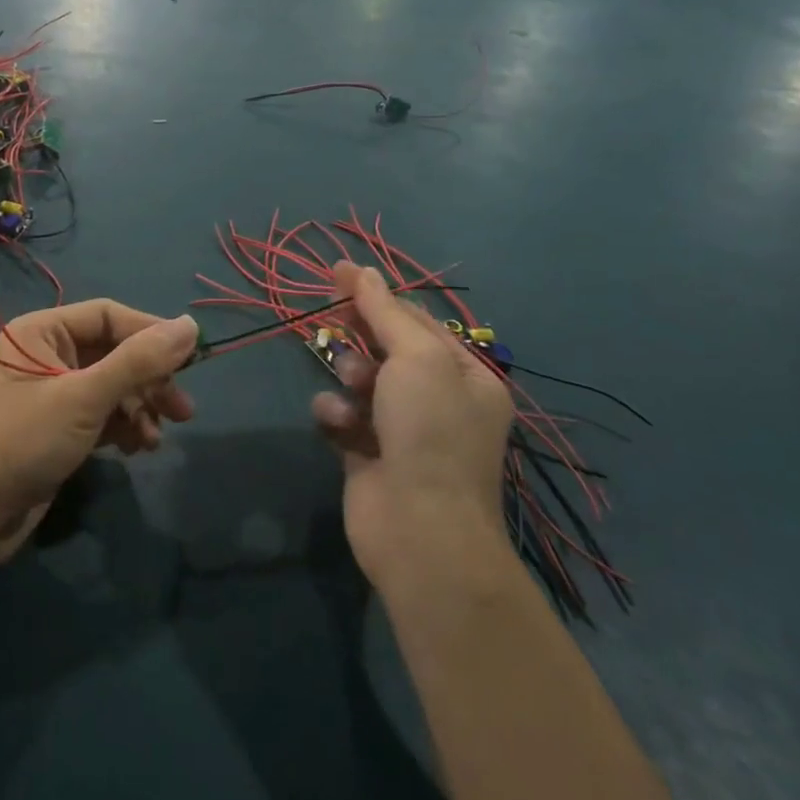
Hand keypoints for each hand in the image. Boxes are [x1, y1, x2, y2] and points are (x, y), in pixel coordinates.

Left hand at [0, 300, 197, 566]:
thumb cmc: (25, 442)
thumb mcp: (85, 397)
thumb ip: (139, 361)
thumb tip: (191, 326)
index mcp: (42, 331)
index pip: (108, 316)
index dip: (150, 333)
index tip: (191, 358)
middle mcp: (47, 354)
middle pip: (114, 352)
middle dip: (149, 380)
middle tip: (182, 410)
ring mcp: (53, 392)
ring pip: (112, 386)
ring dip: (140, 408)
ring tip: (157, 439)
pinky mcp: (59, 426)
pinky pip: (102, 413)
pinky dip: (124, 426)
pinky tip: (138, 448)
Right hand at [313, 264, 513, 585]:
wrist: (419, 530)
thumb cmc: (430, 432)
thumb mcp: (417, 358)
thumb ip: (384, 312)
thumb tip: (360, 269)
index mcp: (465, 375)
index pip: (417, 320)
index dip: (378, 295)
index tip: (339, 273)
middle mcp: (437, 399)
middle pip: (386, 347)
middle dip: (361, 336)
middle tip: (334, 318)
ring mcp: (401, 429)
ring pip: (359, 379)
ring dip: (349, 377)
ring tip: (352, 390)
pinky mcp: (366, 453)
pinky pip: (342, 415)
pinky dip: (336, 415)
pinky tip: (338, 426)